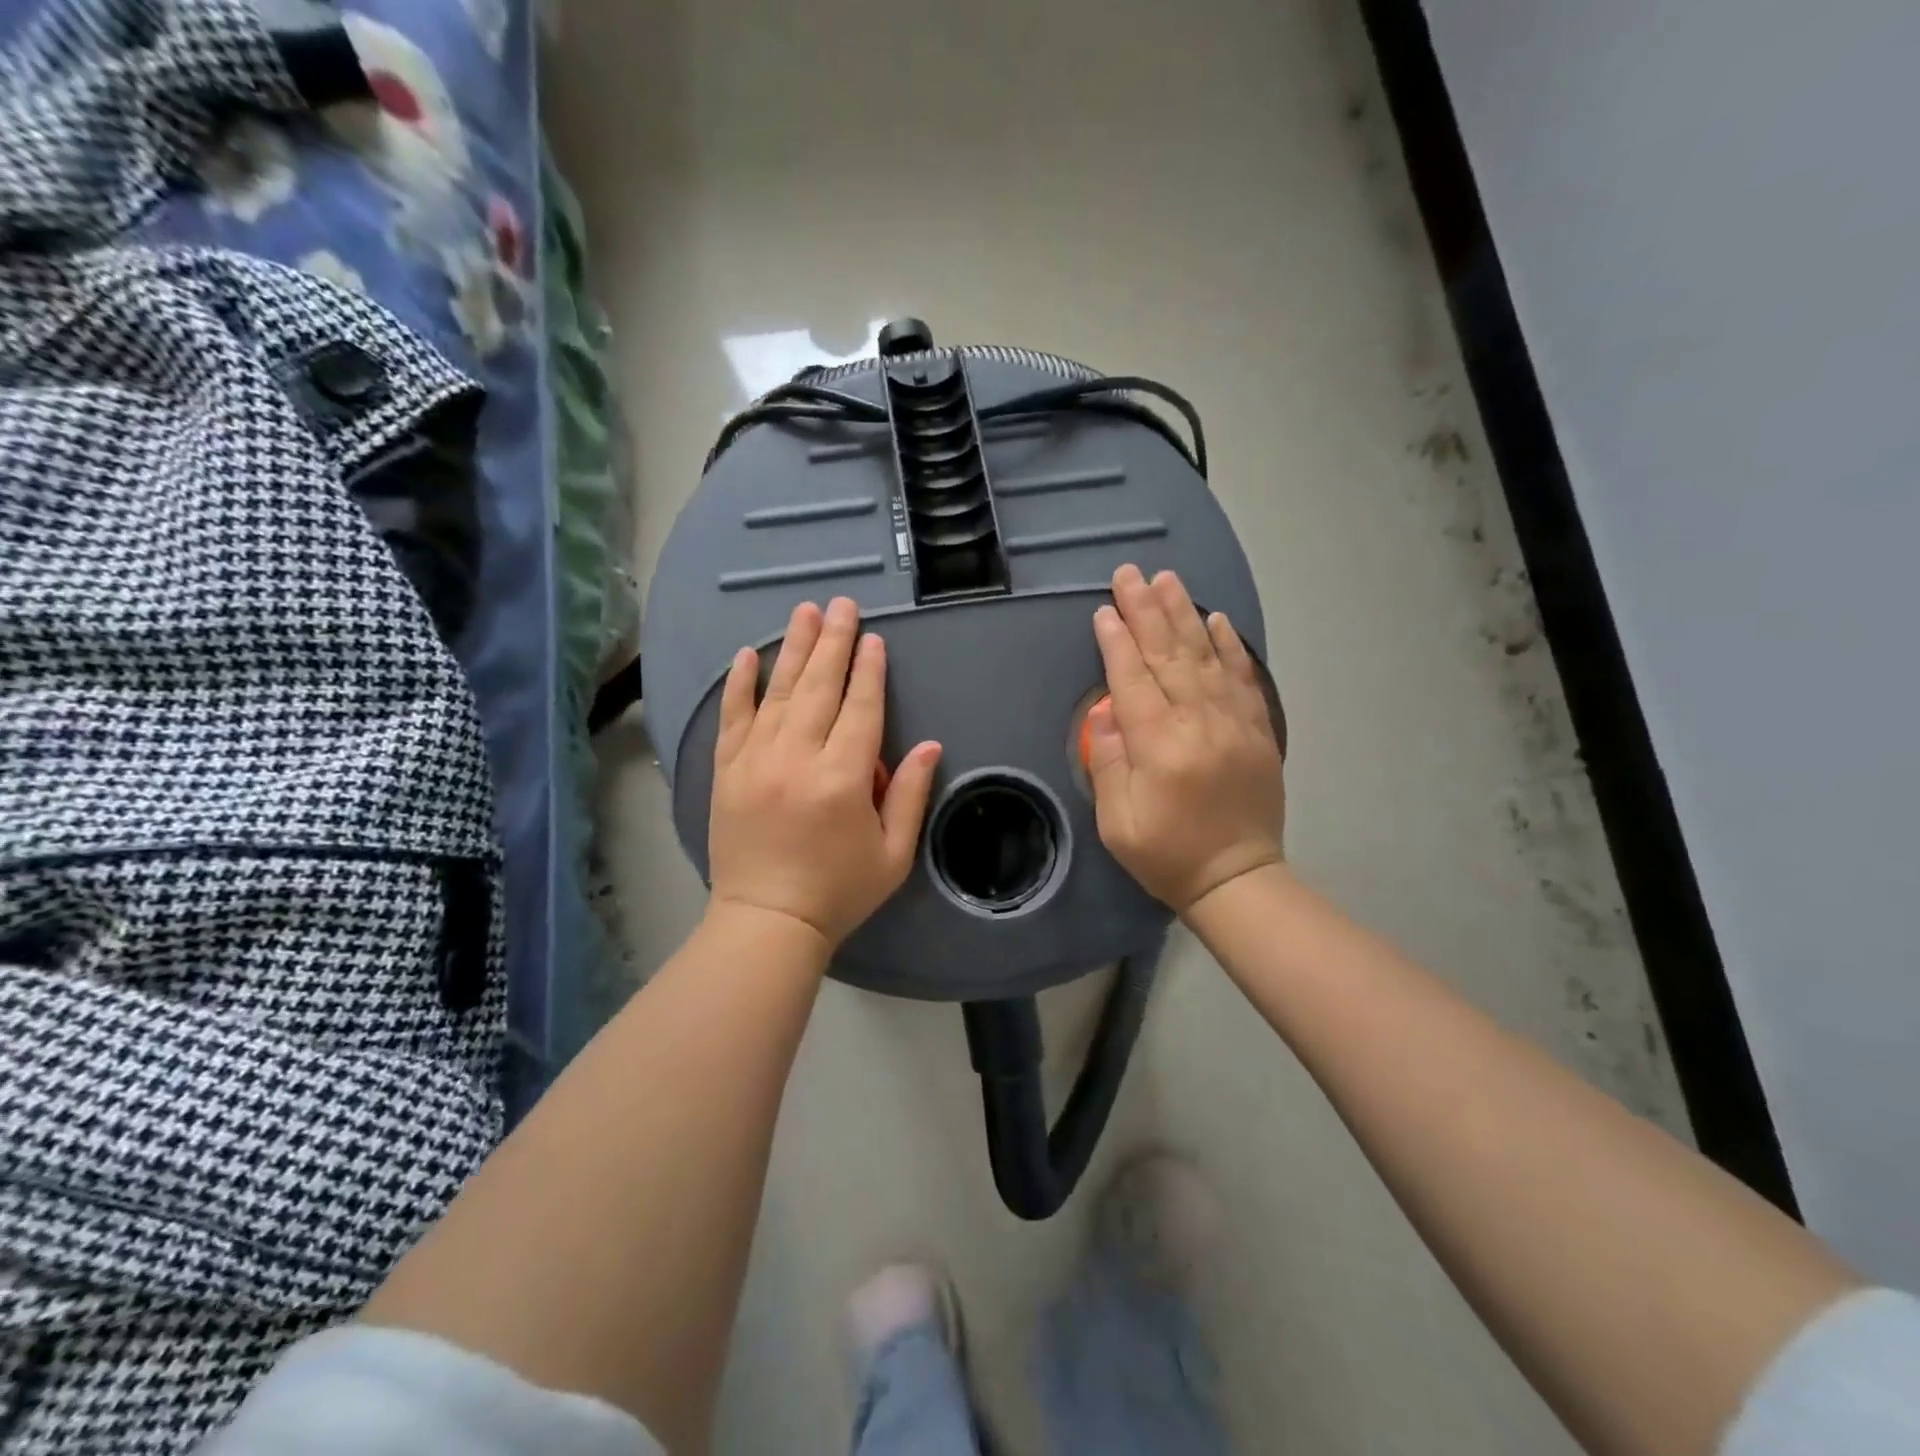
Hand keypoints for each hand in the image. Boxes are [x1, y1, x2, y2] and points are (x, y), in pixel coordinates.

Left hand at [707, 597, 942, 947]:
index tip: (873, 639)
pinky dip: (740, 684)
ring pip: (778, 692)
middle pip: (819, 687)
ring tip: (804, 612)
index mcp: (842, 779)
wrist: (766, 922)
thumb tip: (930, 745)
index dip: (869, 671)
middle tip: (841, 604)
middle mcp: (797, 758)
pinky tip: (747, 654)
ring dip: (793, 648)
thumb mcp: (893, 853)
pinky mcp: (727, 771)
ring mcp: (755, 761)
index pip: (861, 709)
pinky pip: (733, 717)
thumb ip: (910, 794)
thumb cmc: (838, 892)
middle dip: (833, 642)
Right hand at [1086, 564, 1284, 913]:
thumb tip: (1105, 712)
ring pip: (1205, 656)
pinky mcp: (1257, 729)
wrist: (1238, 878)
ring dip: (1184, 614)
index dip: (1116, 641)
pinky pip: (1243, 677)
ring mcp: (1234, 722)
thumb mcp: (1117, 821)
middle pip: (1168, 655)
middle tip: (1130, 573)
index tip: (1104, 608)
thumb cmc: (1167, 854)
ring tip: (1168, 579)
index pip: (1132, 678)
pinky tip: (1217, 619)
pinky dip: (1229, 646)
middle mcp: (1198, 722)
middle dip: (1145, 610)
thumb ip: (1106, 761)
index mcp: (1159, 745)